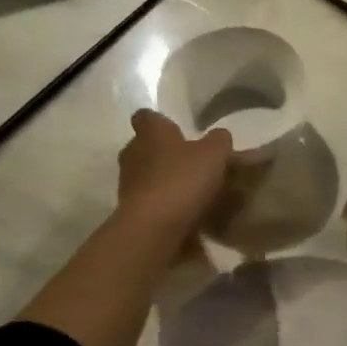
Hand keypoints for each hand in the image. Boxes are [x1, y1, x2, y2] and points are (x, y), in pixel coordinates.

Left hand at [115, 109, 232, 244]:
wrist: (153, 229)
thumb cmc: (182, 180)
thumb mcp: (214, 154)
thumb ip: (219, 141)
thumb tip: (219, 136)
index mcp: (151, 133)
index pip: (146, 117)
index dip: (160, 122)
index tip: (176, 130)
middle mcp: (133, 154)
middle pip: (146, 148)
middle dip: (166, 154)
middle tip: (192, 163)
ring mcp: (128, 184)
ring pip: (148, 177)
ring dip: (165, 182)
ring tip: (193, 194)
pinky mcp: (129, 212)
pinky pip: (151, 203)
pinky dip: (165, 207)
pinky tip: (187, 217)